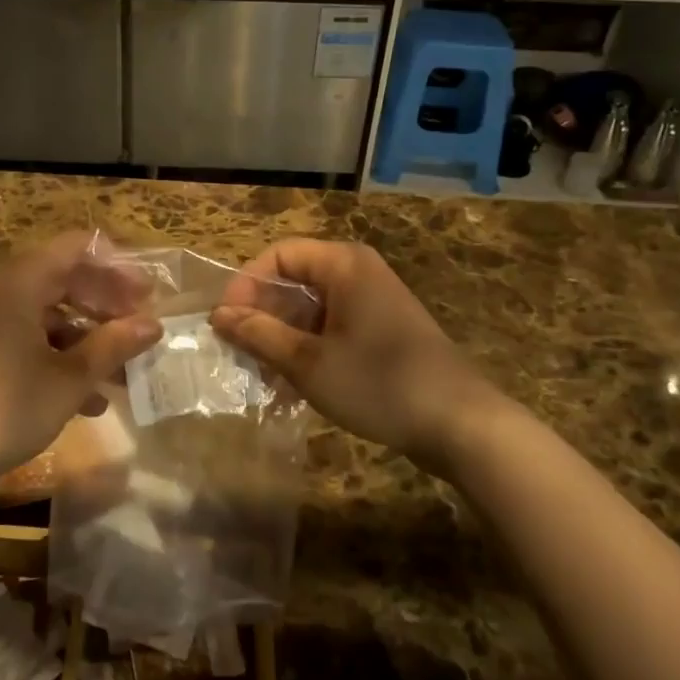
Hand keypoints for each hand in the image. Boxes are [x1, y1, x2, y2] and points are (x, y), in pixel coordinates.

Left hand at [0, 232, 161, 489]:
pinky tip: (86, 400)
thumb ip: (114, 344)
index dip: (115, 267)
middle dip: (103, 306)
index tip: (145, 294)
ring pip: (44, 315)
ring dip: (84, 339)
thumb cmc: (9, 406)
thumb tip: (153, 324)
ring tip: (120, 373)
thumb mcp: (71, 378)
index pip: (74, 249)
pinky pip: (22, 339)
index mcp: (17, 282)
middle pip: (60, 280)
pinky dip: (55, 357)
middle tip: (137, 329)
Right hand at [209, 239, 499, 471]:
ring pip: (312, 308)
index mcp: (344, 264)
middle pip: (295, 280)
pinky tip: (293, 384)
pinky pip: (333, 326)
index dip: (246, 284)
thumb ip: (259, 334)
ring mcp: (374, 302)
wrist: (460, 424)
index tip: (227, 323)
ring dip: (283, 337)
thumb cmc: (379, 383)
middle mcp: (359, 272)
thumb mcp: (309, 362)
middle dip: (263, 315)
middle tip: (240, 353)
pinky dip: (309, 348)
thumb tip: (219, 315)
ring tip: (263, 376)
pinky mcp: (383, 330)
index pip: (279, 255)